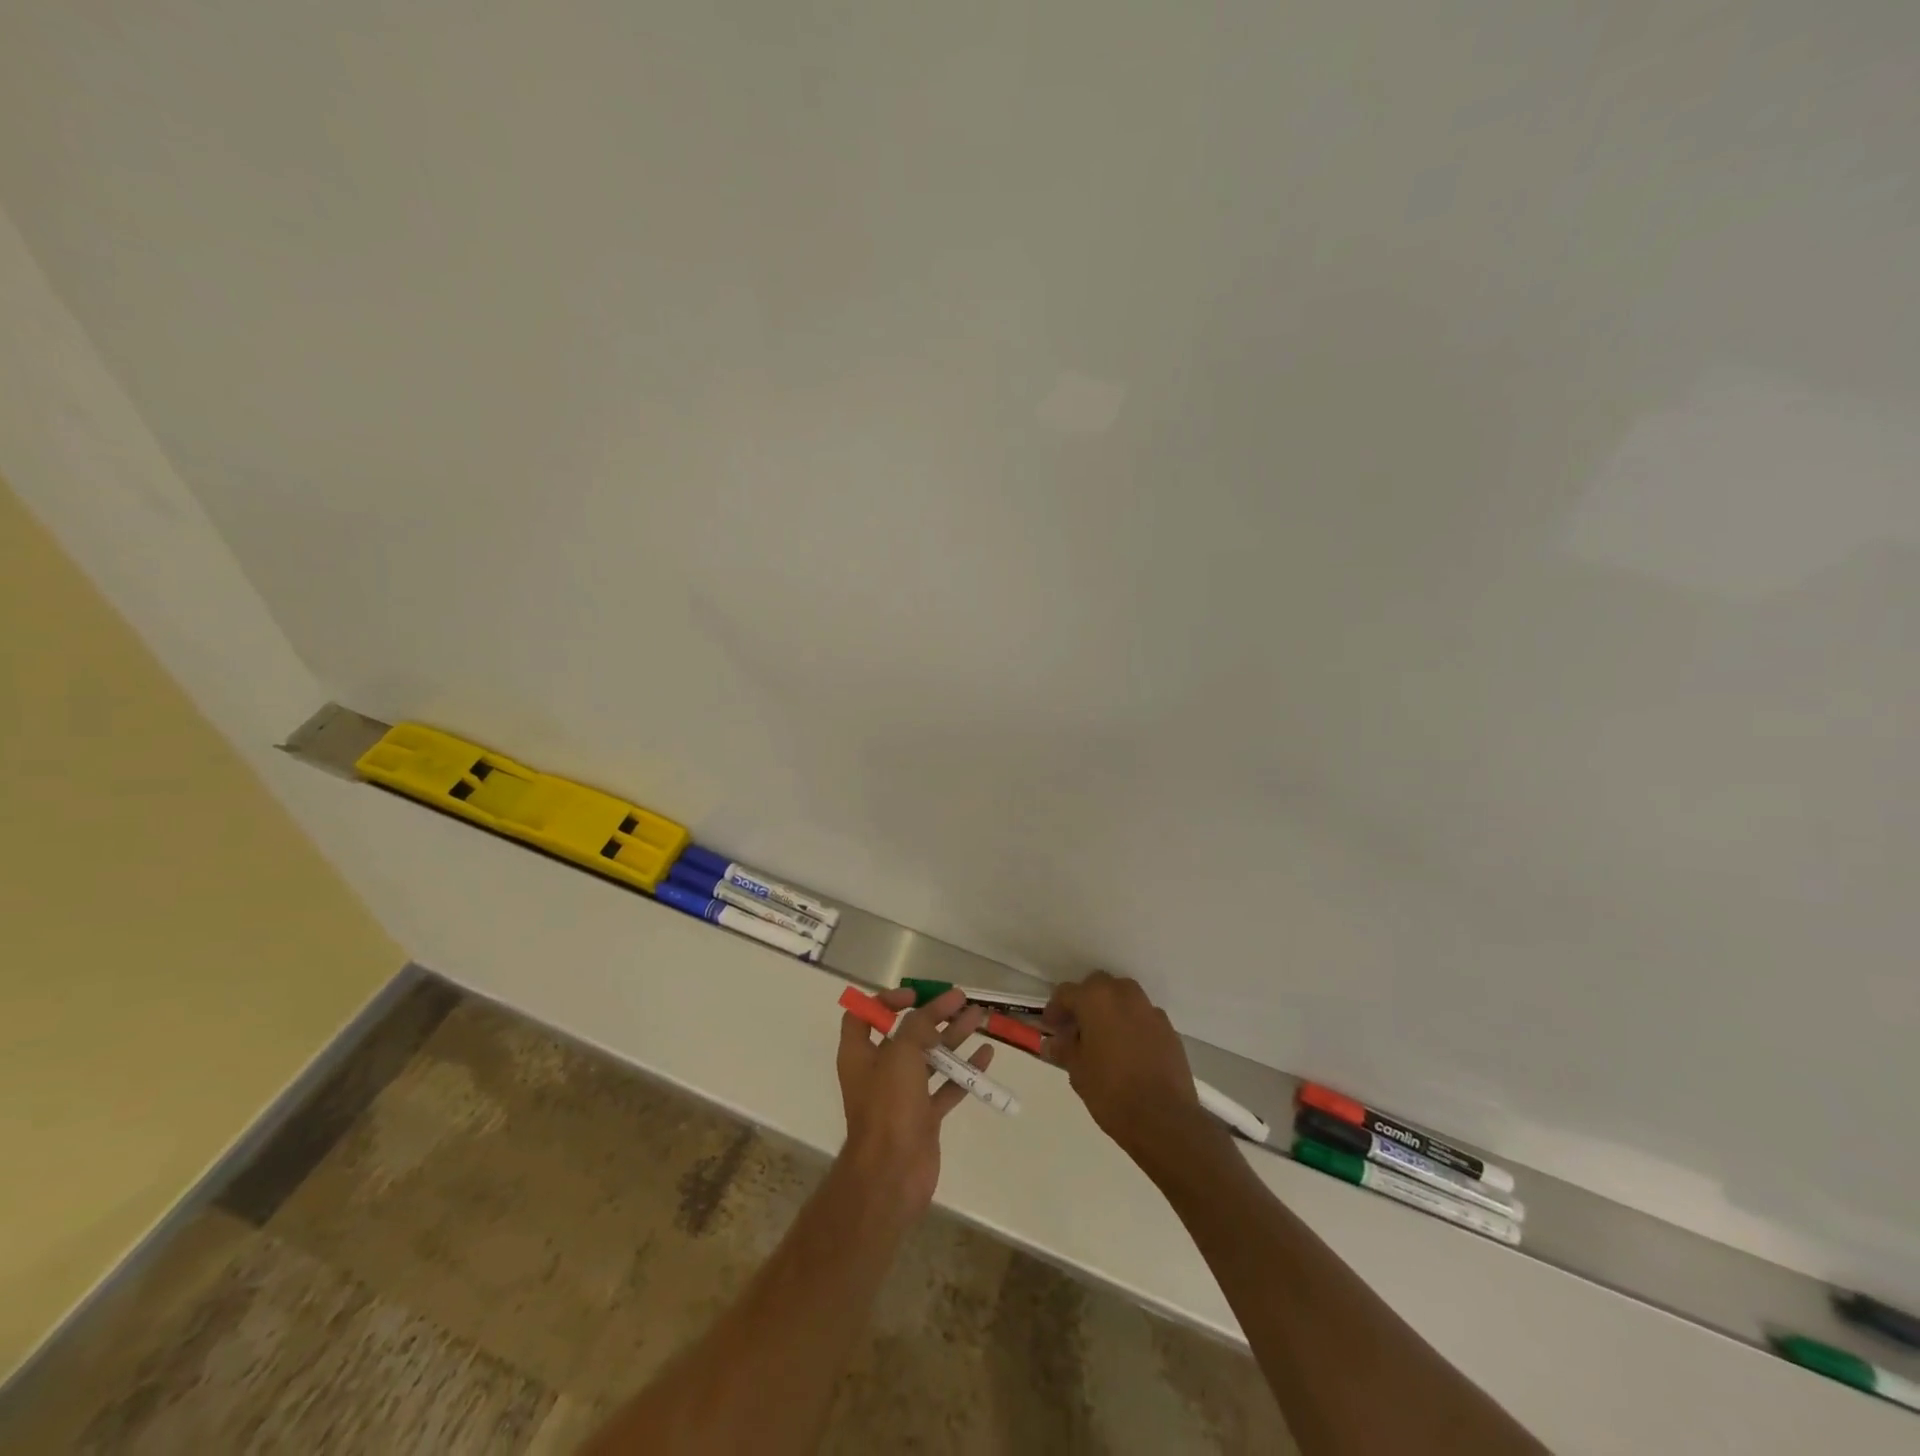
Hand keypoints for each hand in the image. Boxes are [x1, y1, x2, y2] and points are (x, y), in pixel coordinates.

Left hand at [836, 987, 992, 1218]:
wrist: (892, 1173)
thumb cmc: (888, 1106)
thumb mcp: (900, 1053)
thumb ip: (917, 1027)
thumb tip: (930, 1014)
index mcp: (860, 1054)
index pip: (864, 1016)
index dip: (885, 1001)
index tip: (914, 996)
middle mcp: (879, 1071)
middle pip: (906, 1034)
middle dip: (933, 1015)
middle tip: (960, 999)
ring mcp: (902, 1095)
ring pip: (929, 1058)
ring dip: (952, 1037)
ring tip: (979, 1018)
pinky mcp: (923, 1116)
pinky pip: (946, 1086)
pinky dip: (964, 1071)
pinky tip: (986, 1056)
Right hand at [1043, 973, 1212, 1168]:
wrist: (1164, 1118)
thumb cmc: (1111, 1091)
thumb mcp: (1077, 1071)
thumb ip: (1063, 1049)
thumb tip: (1052, 1043)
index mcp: (1096, 999)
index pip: (1067, 992)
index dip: (1055, 1009)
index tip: (1051, 1028)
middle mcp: (1124, 995)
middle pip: (1098, 987)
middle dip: (1085, 1002)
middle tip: (1076, 1029)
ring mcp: (1150, 1010)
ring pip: (1123, 998)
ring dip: (1110, 1011)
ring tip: (1103, 1040)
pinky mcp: (1168, 1029)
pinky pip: (1143, 1018)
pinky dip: (1131, 1026)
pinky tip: (1128, 1052)